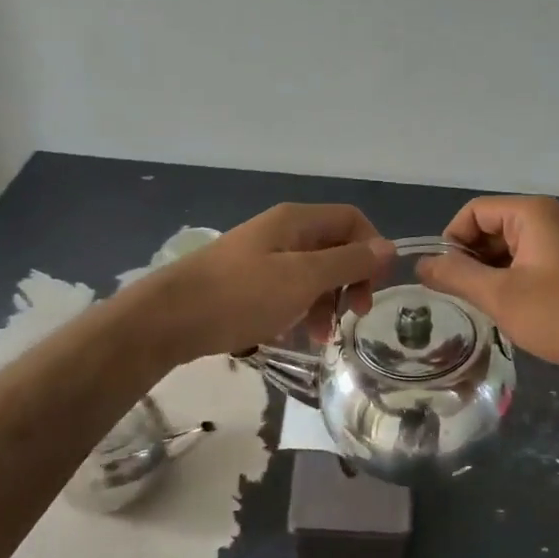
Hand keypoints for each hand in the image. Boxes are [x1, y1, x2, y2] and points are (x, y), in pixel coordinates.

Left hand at [147, 204, 393, 361]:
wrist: (169, 318)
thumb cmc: (241, 295)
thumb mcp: (302, 279)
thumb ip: (348, 263)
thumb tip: (389, 247)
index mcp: (296, 221)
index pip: (351, 220)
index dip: (371, 249)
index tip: (375, 289)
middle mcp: (282, 231)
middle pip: (334, 247)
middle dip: (350, 281)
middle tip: (354, 315)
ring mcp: (262, 256)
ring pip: (312, 272)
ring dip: (326, 301)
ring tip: (320, 337)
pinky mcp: (247, 282)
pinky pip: (287, 289)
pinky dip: (299, 308)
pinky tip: (294, 333)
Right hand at [417, 196, 558, 385]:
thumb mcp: (501, 296)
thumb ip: (456, 277)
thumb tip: (420, 265)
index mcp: (530, 214)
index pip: (472, 213)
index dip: (452, 242)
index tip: (446, 280)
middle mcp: (545, 220)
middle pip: (488, 230)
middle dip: (470, 262)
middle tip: (466, 300)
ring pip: (505, 252)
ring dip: (490, 277)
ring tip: (488, 310)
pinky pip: (525, 266)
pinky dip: (511, 285)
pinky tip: (512, 313)